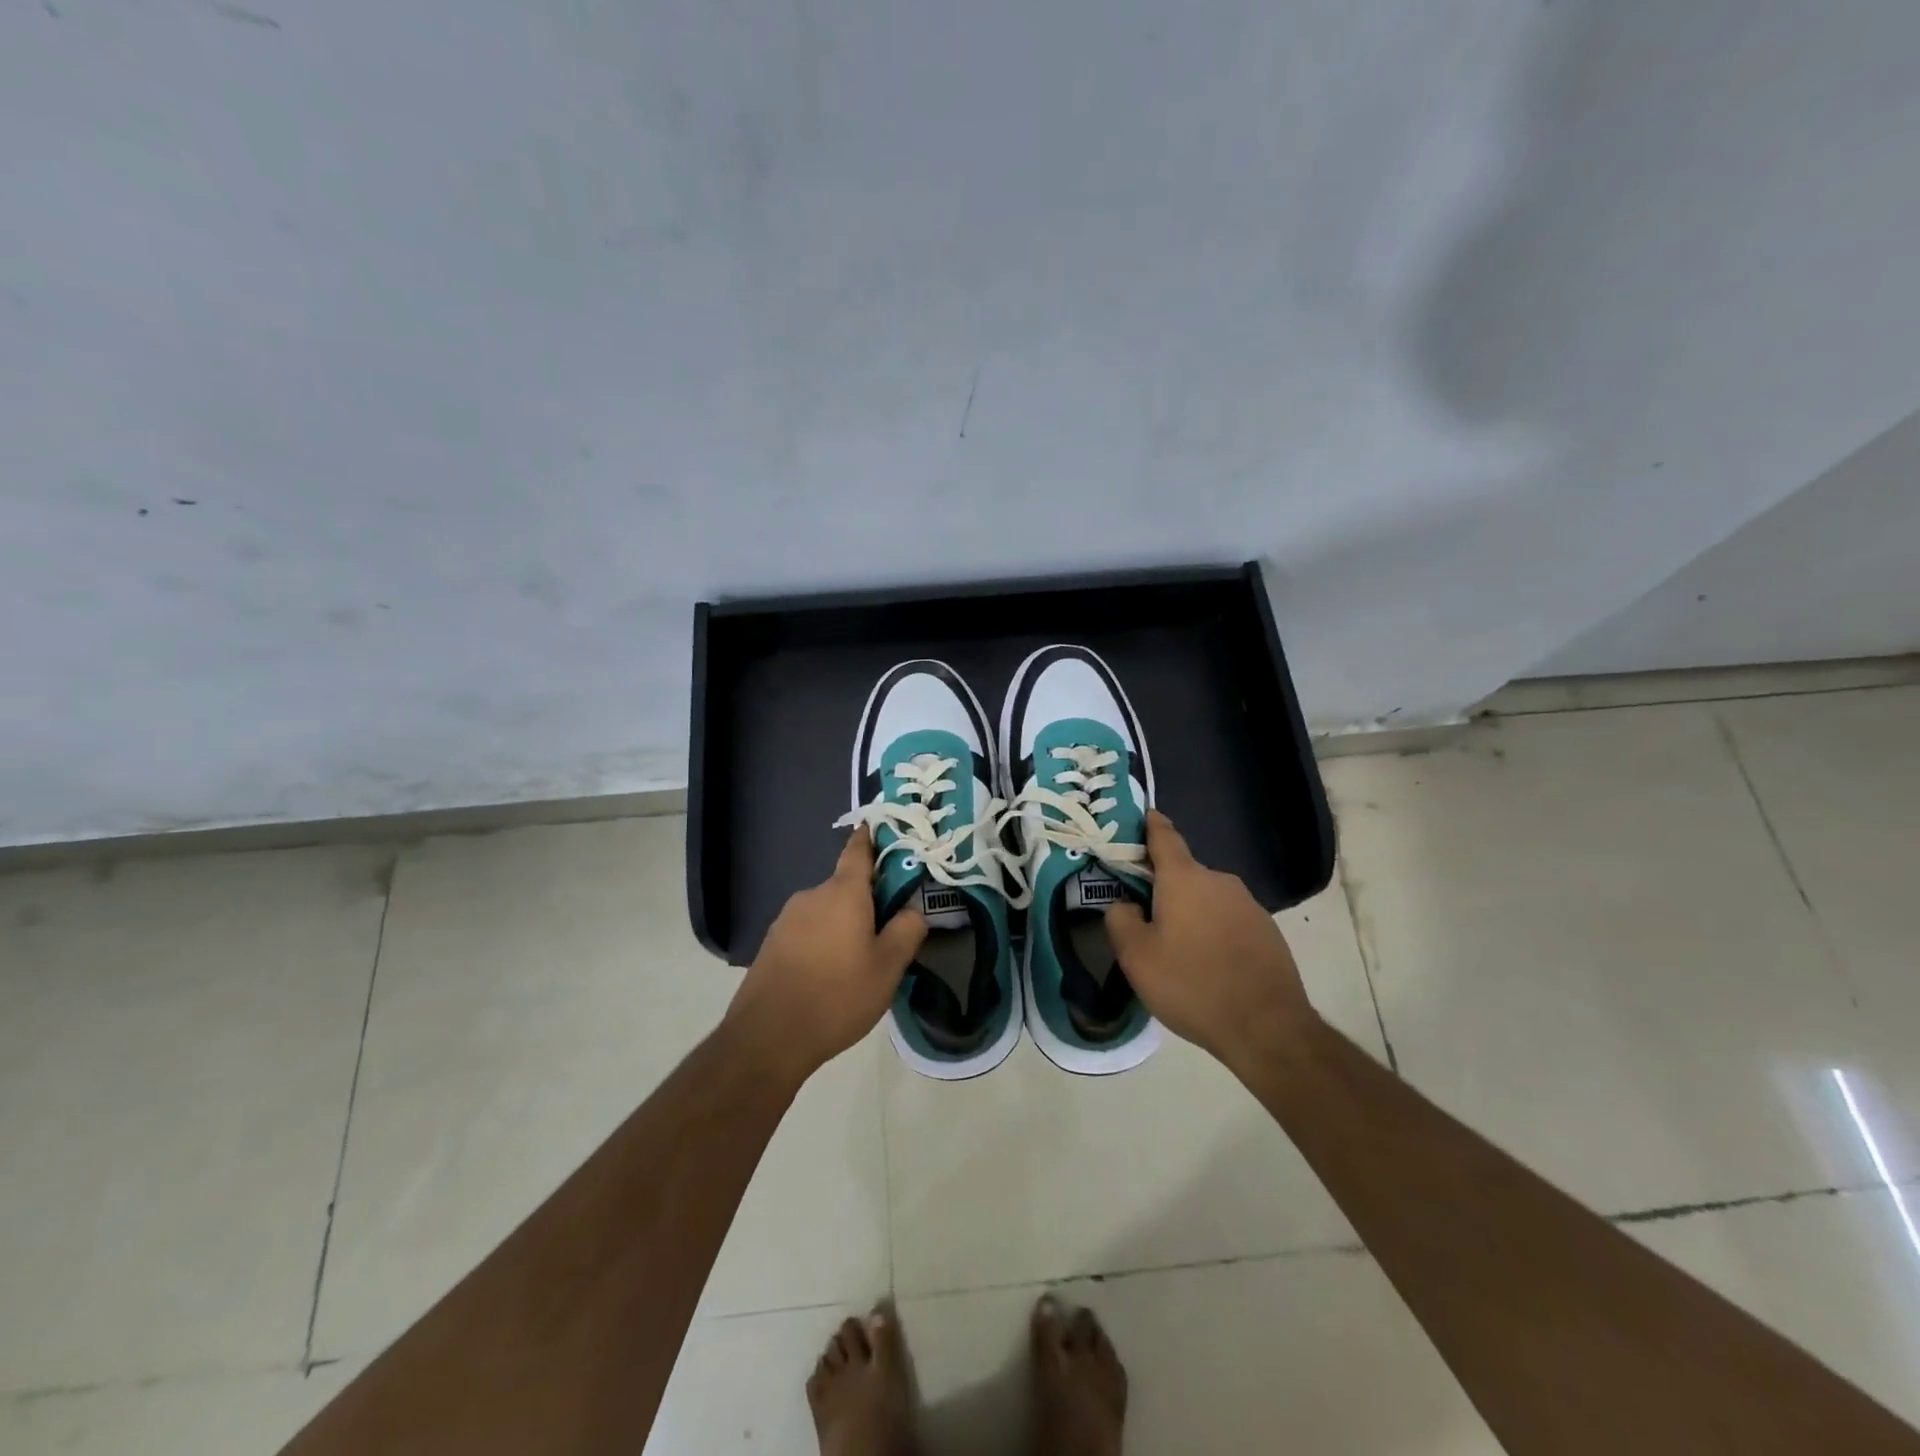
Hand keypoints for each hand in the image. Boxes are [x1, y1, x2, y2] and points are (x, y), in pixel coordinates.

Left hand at [726, 829, 926, 1085]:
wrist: (768, 1037)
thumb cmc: (837, 995)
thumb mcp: (888, 968)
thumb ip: (907, 931)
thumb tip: (912, 911)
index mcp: (843, 892)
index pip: (859, 850)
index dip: (872, 837)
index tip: (884, 830)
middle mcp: (812, 895)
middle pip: (846, 886)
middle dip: (867, 899)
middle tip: (889, 927)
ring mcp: (787, 919)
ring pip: (827, 910)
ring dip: (844, 924)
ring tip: (860, 960)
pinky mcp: (772, 943)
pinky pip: (808, 930)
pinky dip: (823, 941)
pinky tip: (830, 974)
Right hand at [1104, 810, 1316, 1068]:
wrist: (1267, 1028)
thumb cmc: (1192, 984)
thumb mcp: (1136, 957)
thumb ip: (1120, 920)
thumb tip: (1125, 904)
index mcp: (1184, 878)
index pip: (1164, 836)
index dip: (1150, 825)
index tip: (1142, 816)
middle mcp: (1219, 881)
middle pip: (1183, 874)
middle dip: (1163, 888)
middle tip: (1144, 918)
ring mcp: (1248, 905)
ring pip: (1206, 899)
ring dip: (1190, 913)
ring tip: (1177, 951)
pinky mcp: (1267, 931)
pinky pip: (1228, 920)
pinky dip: (1214, 932)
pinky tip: (1208, 965)